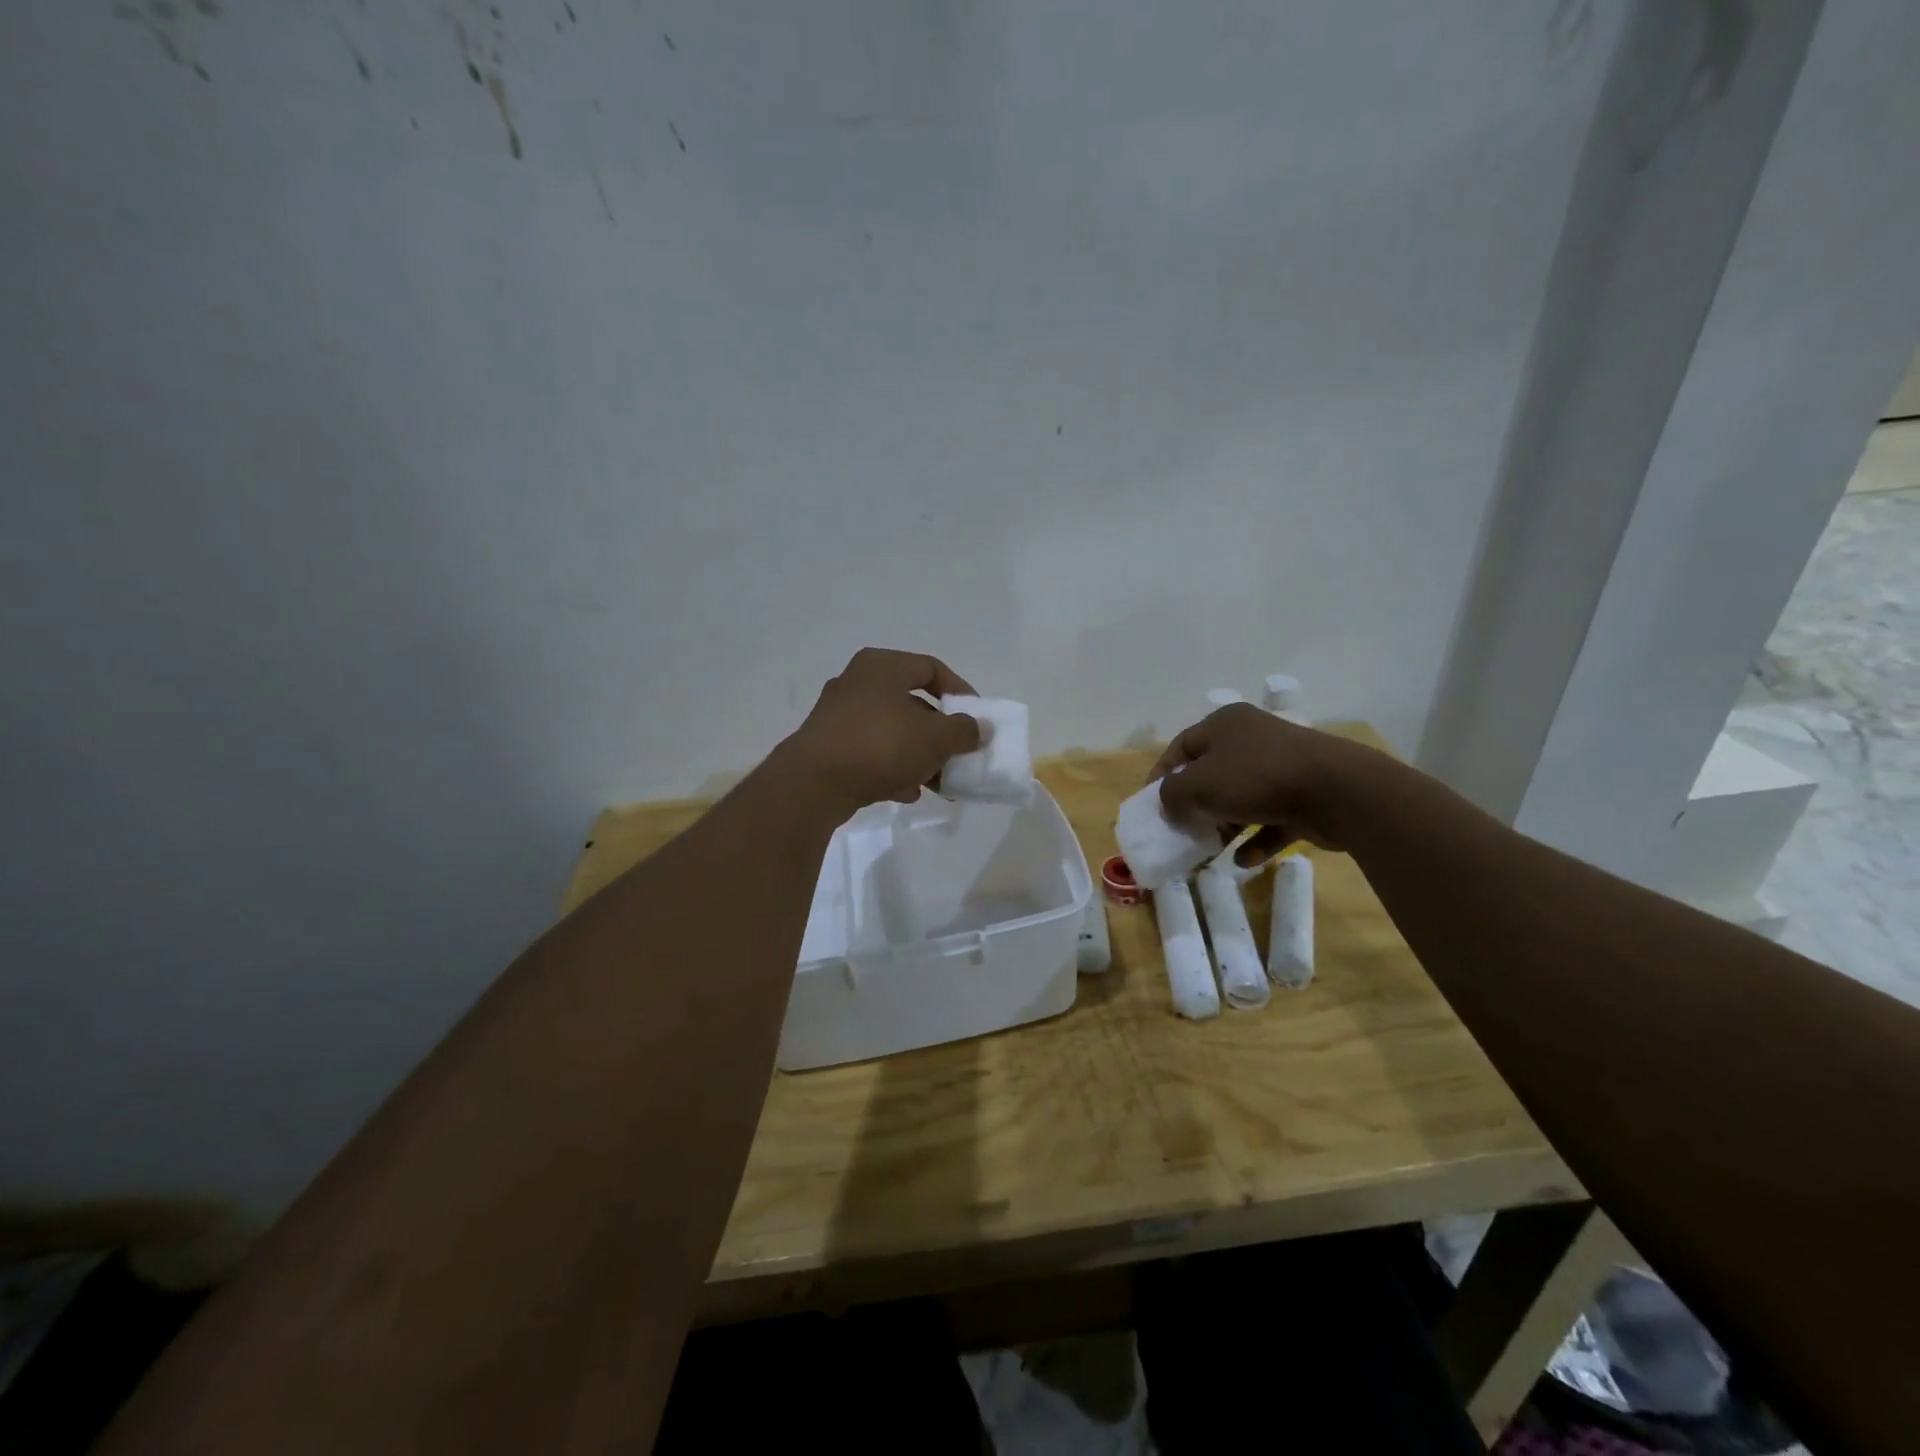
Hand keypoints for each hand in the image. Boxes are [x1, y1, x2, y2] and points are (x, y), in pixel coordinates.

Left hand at [779, 648, 982, 812]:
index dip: (960, 691)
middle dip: (938, 732)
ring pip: (891, 730)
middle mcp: (857, 682)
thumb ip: (964, 731)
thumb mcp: (935, 738)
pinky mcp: (827, 745)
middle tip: (956, 753)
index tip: (976, 718)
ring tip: (936, 781)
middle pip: (911, 703)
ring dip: (917, 754)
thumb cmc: (880, 746)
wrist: (813, 783)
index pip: (931, 668)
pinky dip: (891, 767)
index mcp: (882, 666)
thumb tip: (979, 729)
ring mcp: (838, 714)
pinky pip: (869, 751)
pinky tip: (905, 792)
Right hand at [1150, 703, 1396, 857]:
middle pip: (1212, 773)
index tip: (1152, 805)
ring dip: (1225, 825)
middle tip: (1182, 829)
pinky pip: (1272, 819)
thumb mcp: (1199, 785)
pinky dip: (1257, 839)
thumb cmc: (1257, 778)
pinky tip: (1245, 860)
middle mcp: (1253, 739)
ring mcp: (1283, 766)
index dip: (1162, 775)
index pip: (1181, 747)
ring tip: (1210, 850)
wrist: (1338, 791)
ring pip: (1242, 797)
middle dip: (1195, 804)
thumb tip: (1168, 803)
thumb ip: (1172, 794)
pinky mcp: (1305, 796)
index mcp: (1225, 724)